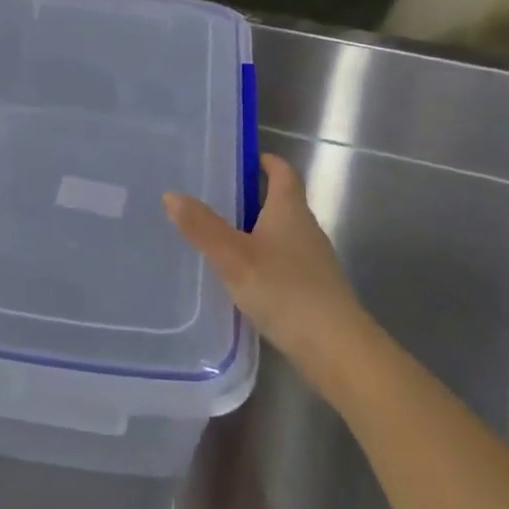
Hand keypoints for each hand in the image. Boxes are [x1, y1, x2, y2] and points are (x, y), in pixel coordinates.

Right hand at [165, 155, 372, 395]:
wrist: (336, 349)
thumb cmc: (285, 290)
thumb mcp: (234, 257)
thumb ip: (203, 227)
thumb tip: (172, 195)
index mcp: (290, 210)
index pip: (283, 172)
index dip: (266, 161)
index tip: (242, 159)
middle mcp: (306, 229)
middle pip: (282, 202)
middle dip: (252, 197)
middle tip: (214, 198)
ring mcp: (313, 262)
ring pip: (281, 235)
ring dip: (256, 231)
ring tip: (219, 238)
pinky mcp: (314, 291)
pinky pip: (284, 263)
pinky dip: (263, 261)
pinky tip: (242, 279)